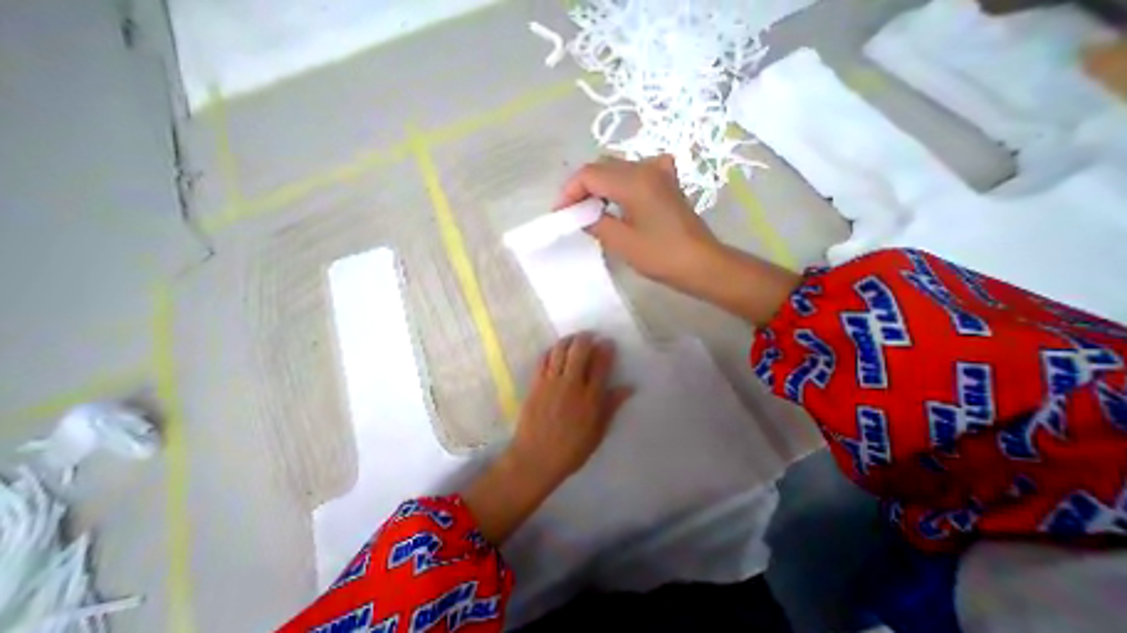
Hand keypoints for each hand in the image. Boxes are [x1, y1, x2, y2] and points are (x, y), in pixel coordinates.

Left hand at [512, 332, 633, 485]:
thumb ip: (611, 406)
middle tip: (590, 336)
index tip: (608, 343)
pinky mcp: (535, 383)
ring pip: (560, 350)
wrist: (535, 458)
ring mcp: (551, 382)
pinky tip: (554, 351)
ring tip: (573, 339)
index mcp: (590, 398)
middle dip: (586, 338)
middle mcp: (571, 384)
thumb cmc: (571, 450)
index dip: (606, 349)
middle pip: (579, 350)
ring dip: (568, 340)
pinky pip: (543, 359)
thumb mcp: (598, 432)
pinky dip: (550, 351)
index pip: (601, 364)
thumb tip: (628, 387)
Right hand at [554, 154, 721, 291]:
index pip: (589, 174)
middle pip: (602, 166)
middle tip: (573, 212)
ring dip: (599, 185)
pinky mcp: (667, 183)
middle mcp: (646, 167)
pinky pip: (636, 173)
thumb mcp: (621, 242)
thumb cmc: (661, 256)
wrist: (701, 263)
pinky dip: (620, 183)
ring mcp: (659, 172)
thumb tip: (581, 213)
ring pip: (617, 168)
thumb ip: (595, 222)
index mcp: (633, 180)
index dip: (569, 192)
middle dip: (582, 187)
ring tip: (590, 208)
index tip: (561, 213)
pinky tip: (620, 198)